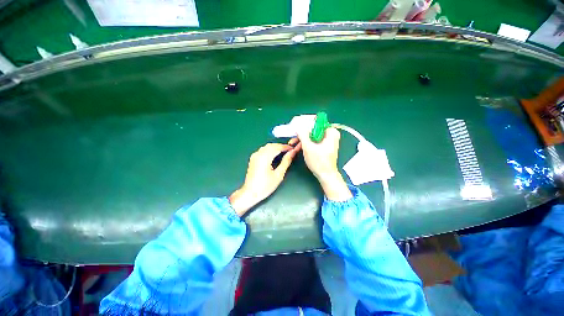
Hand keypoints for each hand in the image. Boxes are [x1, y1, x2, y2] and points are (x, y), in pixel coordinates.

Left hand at [229, 139, 300, 215]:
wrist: (250, 193)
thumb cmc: (265, 186)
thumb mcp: (278, 174)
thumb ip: (286, 161)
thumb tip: (292, 152)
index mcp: (265, 157)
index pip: (278, 147)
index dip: (286, 147)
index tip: (293, 149)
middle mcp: (258, 154)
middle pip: (272, 145)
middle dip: (281, 146)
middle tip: (290, 151)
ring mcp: (255, 155)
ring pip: (267, 147)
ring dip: (276, 147)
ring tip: (284, 153)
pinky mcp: (253, 158)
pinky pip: (263, 150)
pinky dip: (270, 150)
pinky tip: (274, 155)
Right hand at [295, 116, 351, 200]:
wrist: (325, 175)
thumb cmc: (319, 162)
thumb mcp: (308, 147)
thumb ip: (302, 134)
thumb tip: (297, 125)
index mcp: (330, 132)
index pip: (316, 121)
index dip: (305, 123)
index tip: (296, 126)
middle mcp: (330, 134)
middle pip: (313, 129)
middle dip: (302, 133)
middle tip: (293, 136)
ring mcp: (327, 140)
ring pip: (312, 135)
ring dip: (303, 139)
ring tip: (293, 142)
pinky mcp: (324, 145)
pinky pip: (314, 140)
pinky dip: (307, 143)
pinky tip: (299, 146)